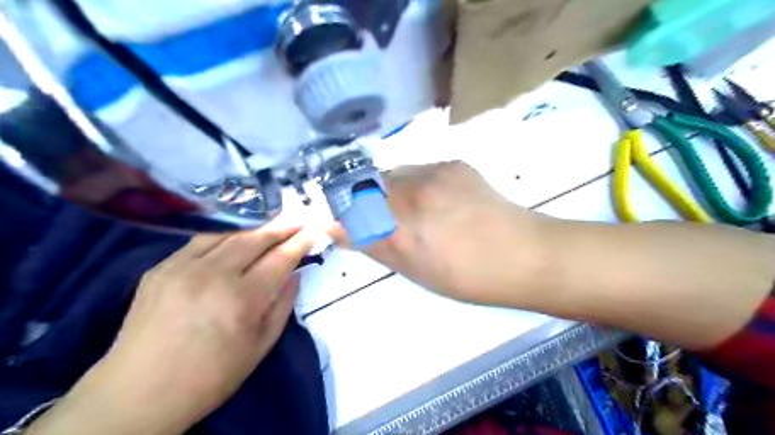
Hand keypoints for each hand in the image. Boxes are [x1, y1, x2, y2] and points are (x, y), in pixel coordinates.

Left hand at [28, 223, 314, 432]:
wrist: (138, 394)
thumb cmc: (210, 376)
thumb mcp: (260, 347)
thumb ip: (283, 305)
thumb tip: (295, 274)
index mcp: (242, 299)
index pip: (280, 258)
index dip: (300, 241)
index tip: (314, 230)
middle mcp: (213, 275)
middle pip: (255, 239)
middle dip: (281, 228)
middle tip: (297, 222)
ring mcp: (182, 267)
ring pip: (227, 234)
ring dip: (254, 229)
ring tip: (270, 229)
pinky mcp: (159, 269)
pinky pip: (200, 242)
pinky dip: (224, 238)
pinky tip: (233, 242)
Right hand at [328, 161, 550, 307]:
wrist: (523, 254)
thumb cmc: (467, 276)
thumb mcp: (414, 270)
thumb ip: (374, 244)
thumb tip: (337, 227)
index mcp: (399, 229)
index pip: (348, 210)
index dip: (343, 214)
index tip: (346, 222)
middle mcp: (411, 194)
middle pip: (368, 185)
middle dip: (367, 200)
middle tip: (389, 219)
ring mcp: (434, 173)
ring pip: (395, 174)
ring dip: (394, 190)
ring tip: (420, 211)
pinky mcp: (454, 163)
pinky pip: (421, 169)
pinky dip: (419, 183)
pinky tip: (441, 200)